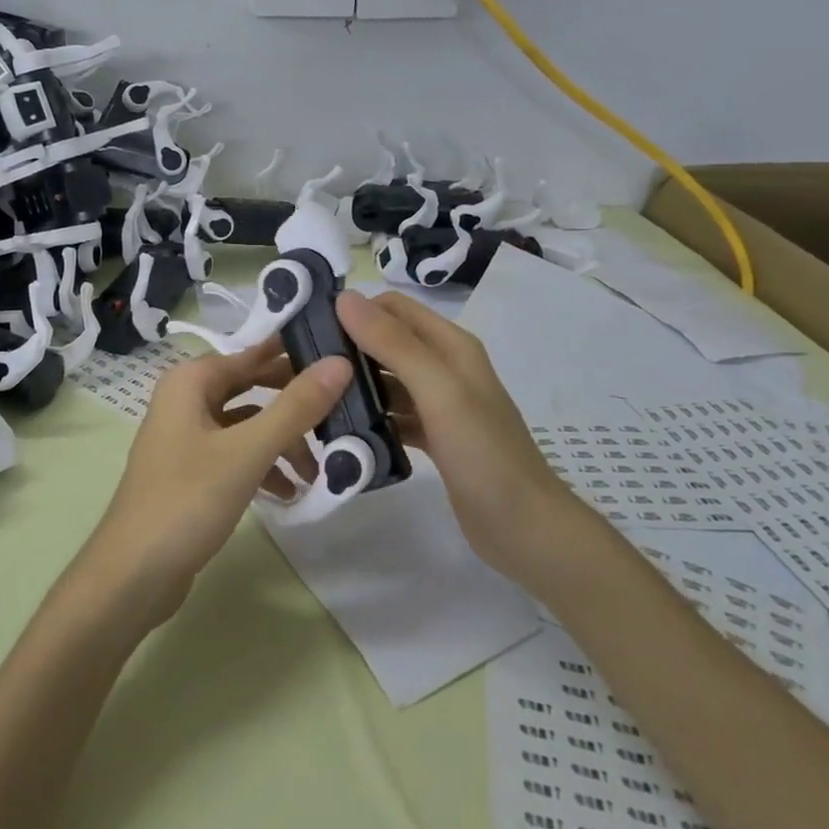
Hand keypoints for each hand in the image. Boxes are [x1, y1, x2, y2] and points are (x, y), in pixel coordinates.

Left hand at [77, 338, 352, 629]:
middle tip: (339, 412)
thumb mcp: (248, 452)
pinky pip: (234, 455)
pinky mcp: (189, 472)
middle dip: (293, 405)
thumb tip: (340, 362)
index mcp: (189, 382)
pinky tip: (288, 492)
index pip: (251, 353)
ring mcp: (185, 438)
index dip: (293, 354)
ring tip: (316, 471)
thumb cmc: (187, 501)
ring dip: (281, 442)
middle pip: (250, 388)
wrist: (132, 576)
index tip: (339, 356)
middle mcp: (184, 401)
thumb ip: (295, 408)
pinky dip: (262, 467)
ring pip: (245, 425)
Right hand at [337, 289, 571, 585]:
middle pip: (387, 342)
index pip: (393, 308)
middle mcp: (444, 367)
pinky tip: (341, 429)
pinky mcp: (433, 436)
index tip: (310, 328)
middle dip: (347, 347)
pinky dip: (370, 416)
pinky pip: (393, 414)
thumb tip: (345, 298)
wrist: (526, 529)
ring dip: (355, 384)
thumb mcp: (439, 392)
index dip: (354, 310)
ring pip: (387, 380)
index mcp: (450, 346)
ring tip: (312, 398)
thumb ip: (394, 344)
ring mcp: (439, 404)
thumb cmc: (484, 454)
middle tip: (301, 367)